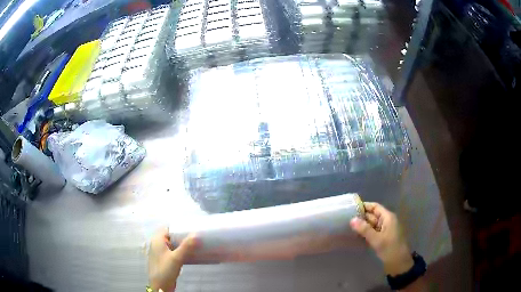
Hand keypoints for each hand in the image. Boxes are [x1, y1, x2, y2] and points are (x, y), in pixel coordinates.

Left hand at [148, 229, 198, 291]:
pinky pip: (174, 252)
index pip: (168, 228)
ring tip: (196, 244)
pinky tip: (191, 254)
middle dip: (183, 236)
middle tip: (197, 236)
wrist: (160, 286)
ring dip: (183, 244)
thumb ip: (186, 246)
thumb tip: (197, 234)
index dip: (179, 227)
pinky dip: (182, 251)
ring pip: (174, 244)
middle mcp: (158, 244)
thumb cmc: (165, 269)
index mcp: (157, 240)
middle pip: (172, 236)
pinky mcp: (166, 260)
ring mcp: (161, 253)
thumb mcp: (176, 258)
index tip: (192, 227)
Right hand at [350, 202, 413, 275]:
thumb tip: (352, 219)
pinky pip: (372, 232)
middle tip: (346, 219)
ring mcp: (385, 230)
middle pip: (373, 215)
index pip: (375, 207)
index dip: (364, 206)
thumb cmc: (390, 248)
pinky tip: (356, 236)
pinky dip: (365, 233)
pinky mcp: (382, 239)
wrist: (399, 263)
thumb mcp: (377, 239)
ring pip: (372, 225)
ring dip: (362, 226)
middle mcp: (386, 221)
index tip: (351, 208)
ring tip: (348, 228)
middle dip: (361, 217)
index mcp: (388, 217)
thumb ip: (364, 229)